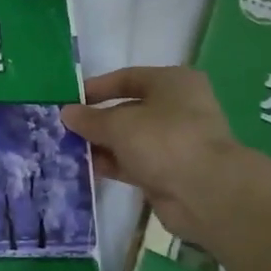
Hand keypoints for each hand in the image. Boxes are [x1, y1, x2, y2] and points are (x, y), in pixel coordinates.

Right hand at [63, 67, 270, 247]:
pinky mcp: (170, 171)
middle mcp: (177, 108)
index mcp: (173, 82)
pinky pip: (134, 162)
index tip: (69, 101)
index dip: (97, 88)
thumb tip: (66, 113)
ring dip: (102, 144)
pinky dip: (113, 164)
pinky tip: (86, 168)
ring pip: (130, 138)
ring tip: (67, 149)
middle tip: (64, 128)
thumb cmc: (164, 140)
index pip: (128, 78)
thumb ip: (90, 118)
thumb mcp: (119, 124)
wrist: (206, 193)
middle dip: (97, 120)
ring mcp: (175, 141)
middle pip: (128, 109)